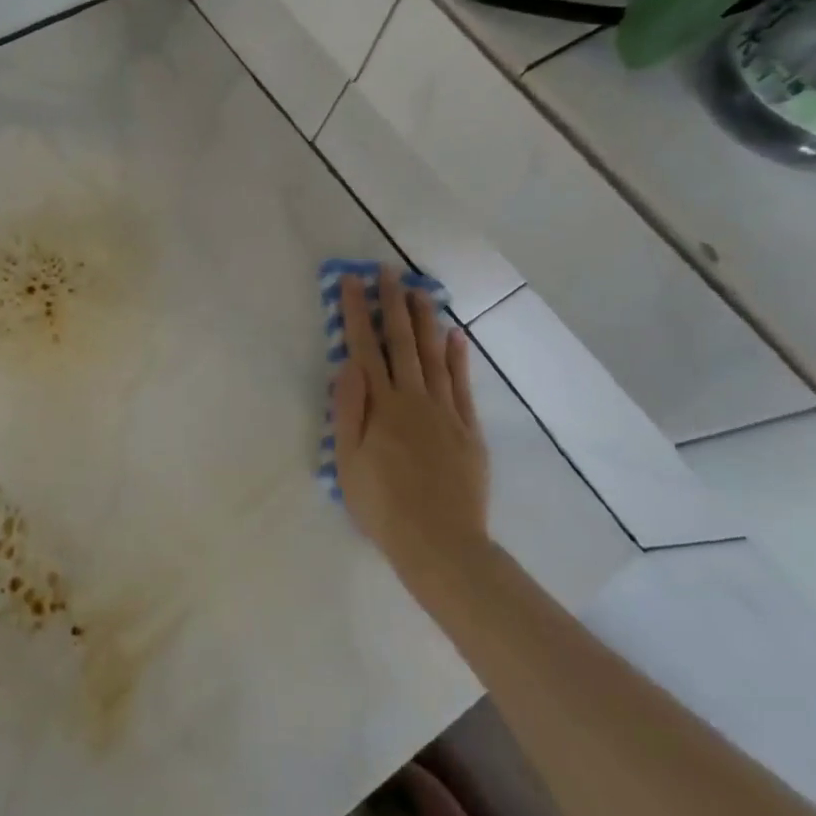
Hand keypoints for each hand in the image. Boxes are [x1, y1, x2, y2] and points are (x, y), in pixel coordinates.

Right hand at [332, 269, 489, 574]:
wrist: (439, 543)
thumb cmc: (382, 505)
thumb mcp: (347, 461)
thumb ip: (348, 409)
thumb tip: (347, 364)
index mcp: (380, 406)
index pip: (364, 347)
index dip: (356, 312)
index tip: (350, 281)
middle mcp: (413, 399)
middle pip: (401, 343)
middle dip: (392, 304)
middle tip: (387, 272)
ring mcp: (445, 412)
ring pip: (433, 355)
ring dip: (424, 321)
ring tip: (418, 290)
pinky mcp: (468, 430)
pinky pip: (462, 384)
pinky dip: (457, 357)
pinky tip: (453, 336)